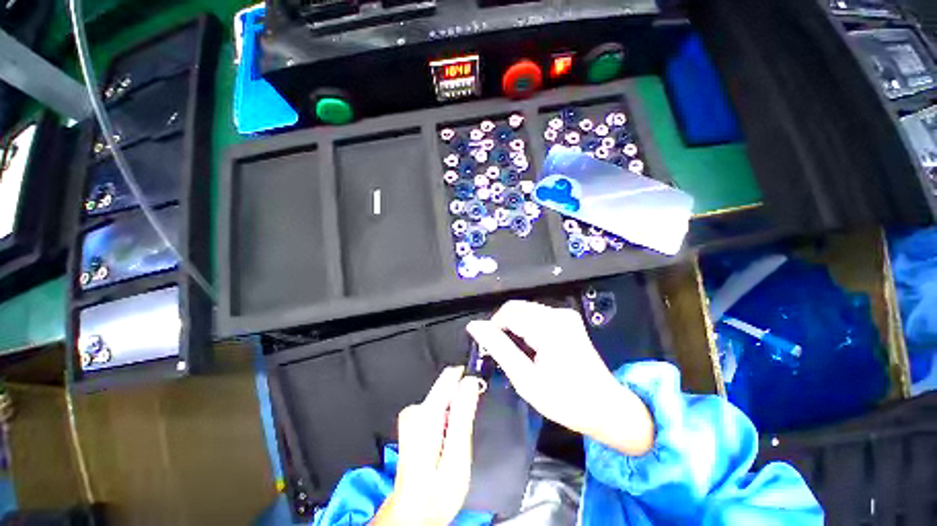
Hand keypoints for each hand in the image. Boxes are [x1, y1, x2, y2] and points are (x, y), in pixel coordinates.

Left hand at [373, 367, 481, 525]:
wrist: (412, 513)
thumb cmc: (436, 492)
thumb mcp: (457, 456)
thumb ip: (463, 415)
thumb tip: (470, 382)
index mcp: (426, 414)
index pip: (450, 375)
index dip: (468, 378)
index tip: (479, 391)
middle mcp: (415, 409)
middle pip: (448, 387)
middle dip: (462, 402)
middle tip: (466, 431)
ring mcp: (412, 415)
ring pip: (444, 398)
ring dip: (455, 413)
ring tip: (456, 439)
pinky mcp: (413, 421)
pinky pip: (438, 408)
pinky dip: (447, 419)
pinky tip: (446, 440)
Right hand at [466, 301, 653, 455]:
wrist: (607, 408)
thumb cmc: (565, 400)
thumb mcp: (525, 378)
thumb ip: (498, 348)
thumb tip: (475, 326)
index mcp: (549, 327)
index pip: (508, 313)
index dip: (492, 328)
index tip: (489, 349)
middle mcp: (558, 314)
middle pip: (516, 308)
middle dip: (503, 326)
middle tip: (501, 352)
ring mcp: (565, 315)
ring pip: (525, 310)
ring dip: (514, 326)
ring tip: (516, 352)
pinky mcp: (568, 319)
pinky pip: (537, 314)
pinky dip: (526, 326)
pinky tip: (530, 347)